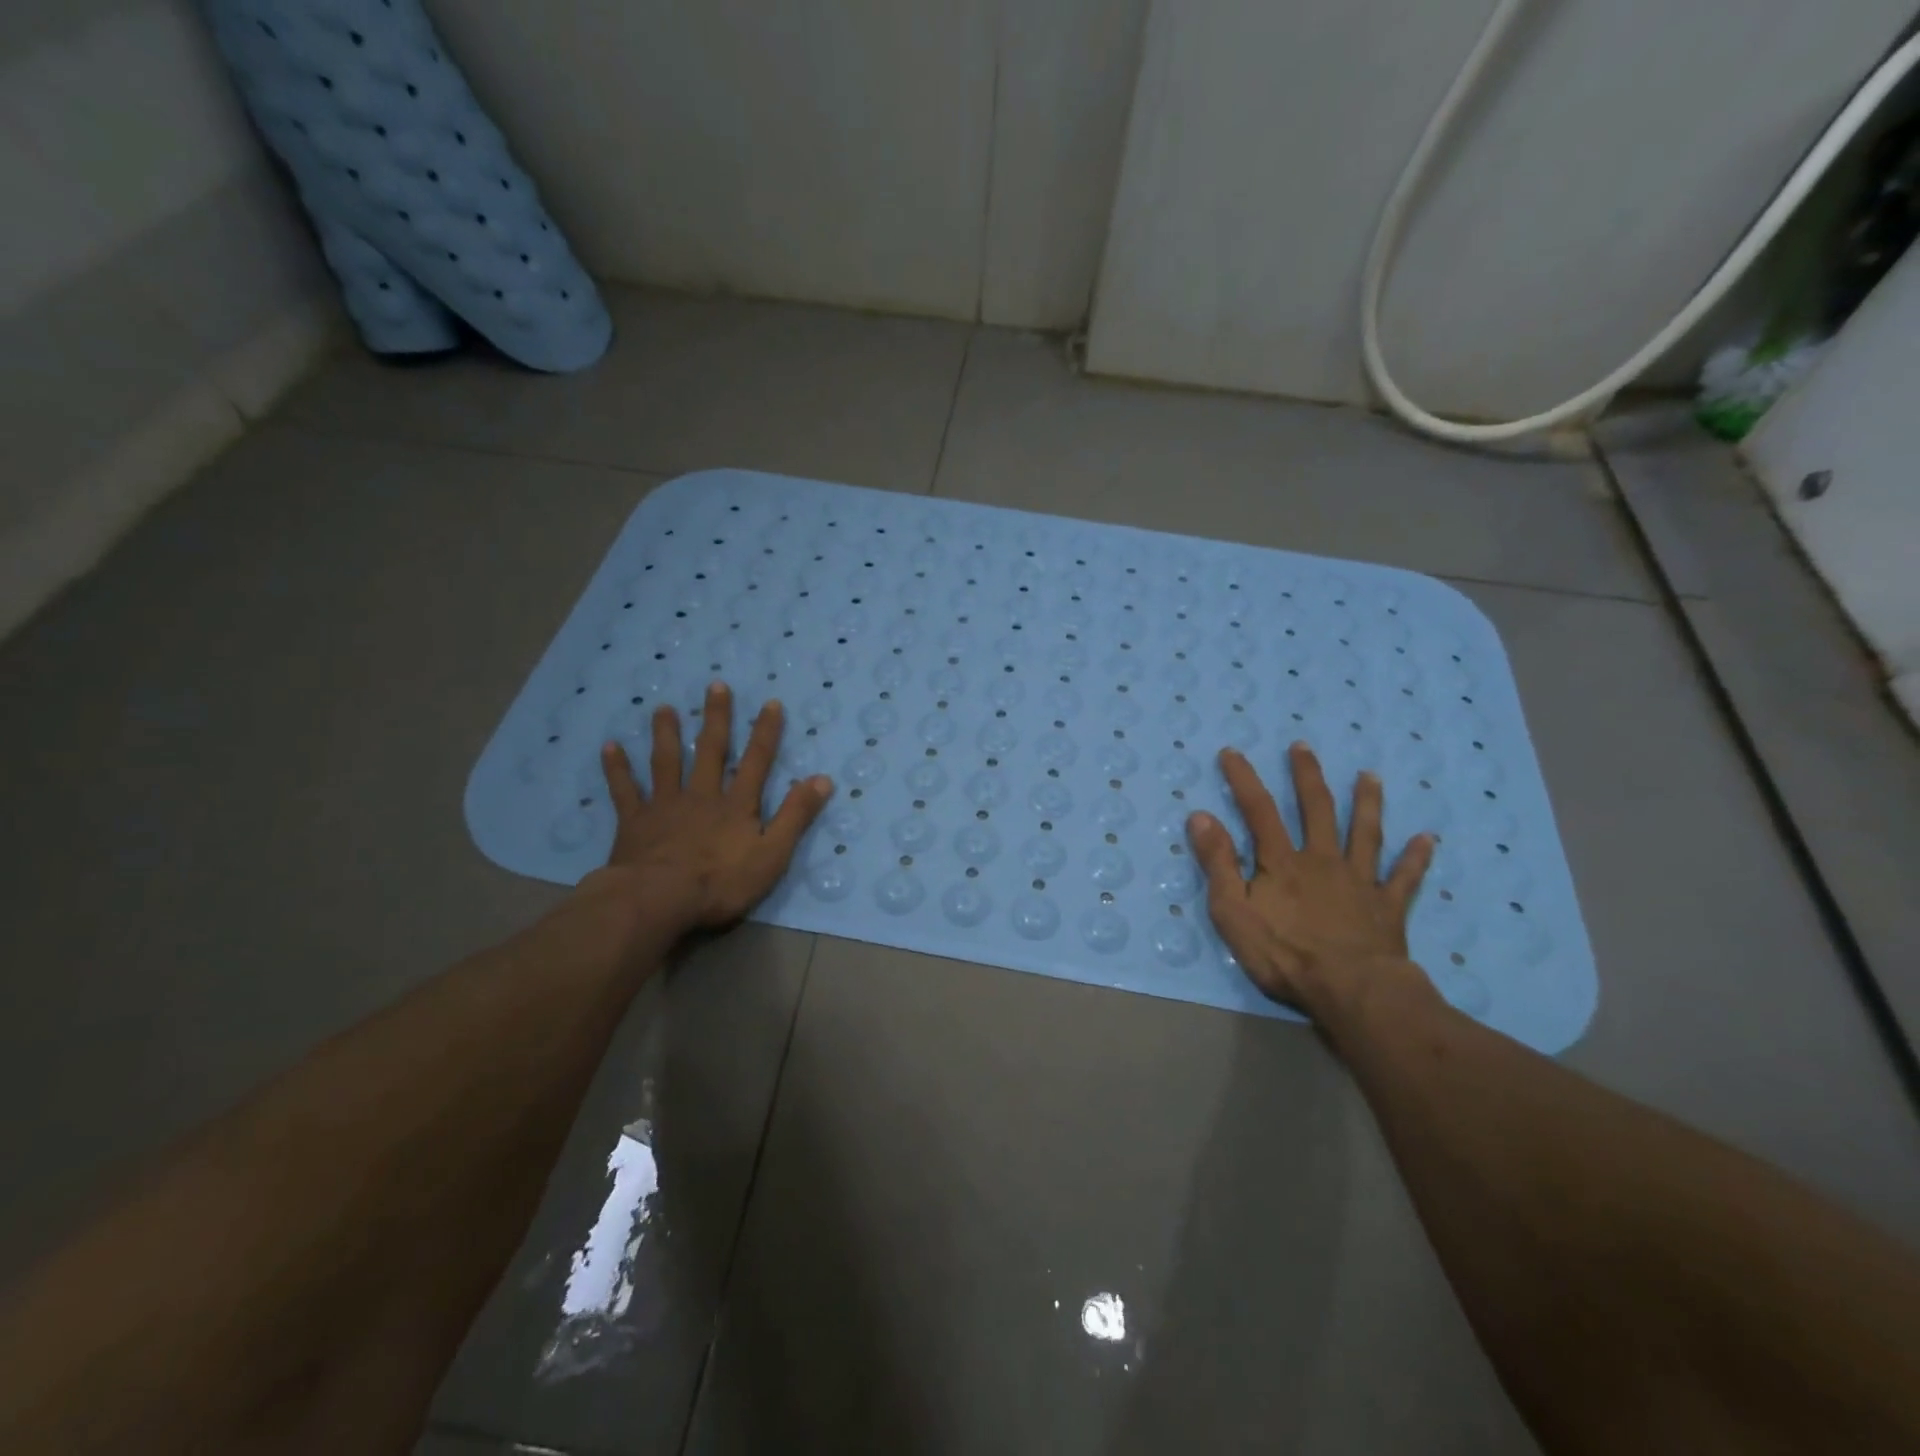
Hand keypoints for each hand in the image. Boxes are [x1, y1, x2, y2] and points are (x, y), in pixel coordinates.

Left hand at [594, 681, 833, 933]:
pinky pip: (625, 790)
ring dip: (666, 733)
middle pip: (710, 750)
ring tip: (663, 708)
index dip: (765, 732)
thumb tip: (822, 779)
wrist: (660, 899)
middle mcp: (702, 795)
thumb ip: (796, 816)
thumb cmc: (721, 882)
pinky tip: (610, 747)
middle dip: (715, 718)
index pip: (756, 761)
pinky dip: (617, 769)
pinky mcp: (635, 821)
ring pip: (666, 761)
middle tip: (715, 685)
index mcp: (736, 804)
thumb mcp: (772, 854)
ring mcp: (665, 805)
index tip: (770, 703)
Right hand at [1187, 742, 1435, 1019]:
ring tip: (1370, 777)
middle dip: (1307, 775)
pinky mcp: (1388, 907)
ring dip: (1367, 803)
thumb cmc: (1284, 954)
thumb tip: (1201, 817)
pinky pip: (1404, 878)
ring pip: (1365, 833)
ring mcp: (1359, 881)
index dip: (1243, 779)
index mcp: (1282, 862)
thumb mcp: (1232, 911)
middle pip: (1316, 809)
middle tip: (1303, 747)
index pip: (1259, 810)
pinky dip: (1416, 858)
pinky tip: (1427, 839)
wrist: (1351, 990)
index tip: (1232, 752)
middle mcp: (1323, 860)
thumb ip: (1218, 864)